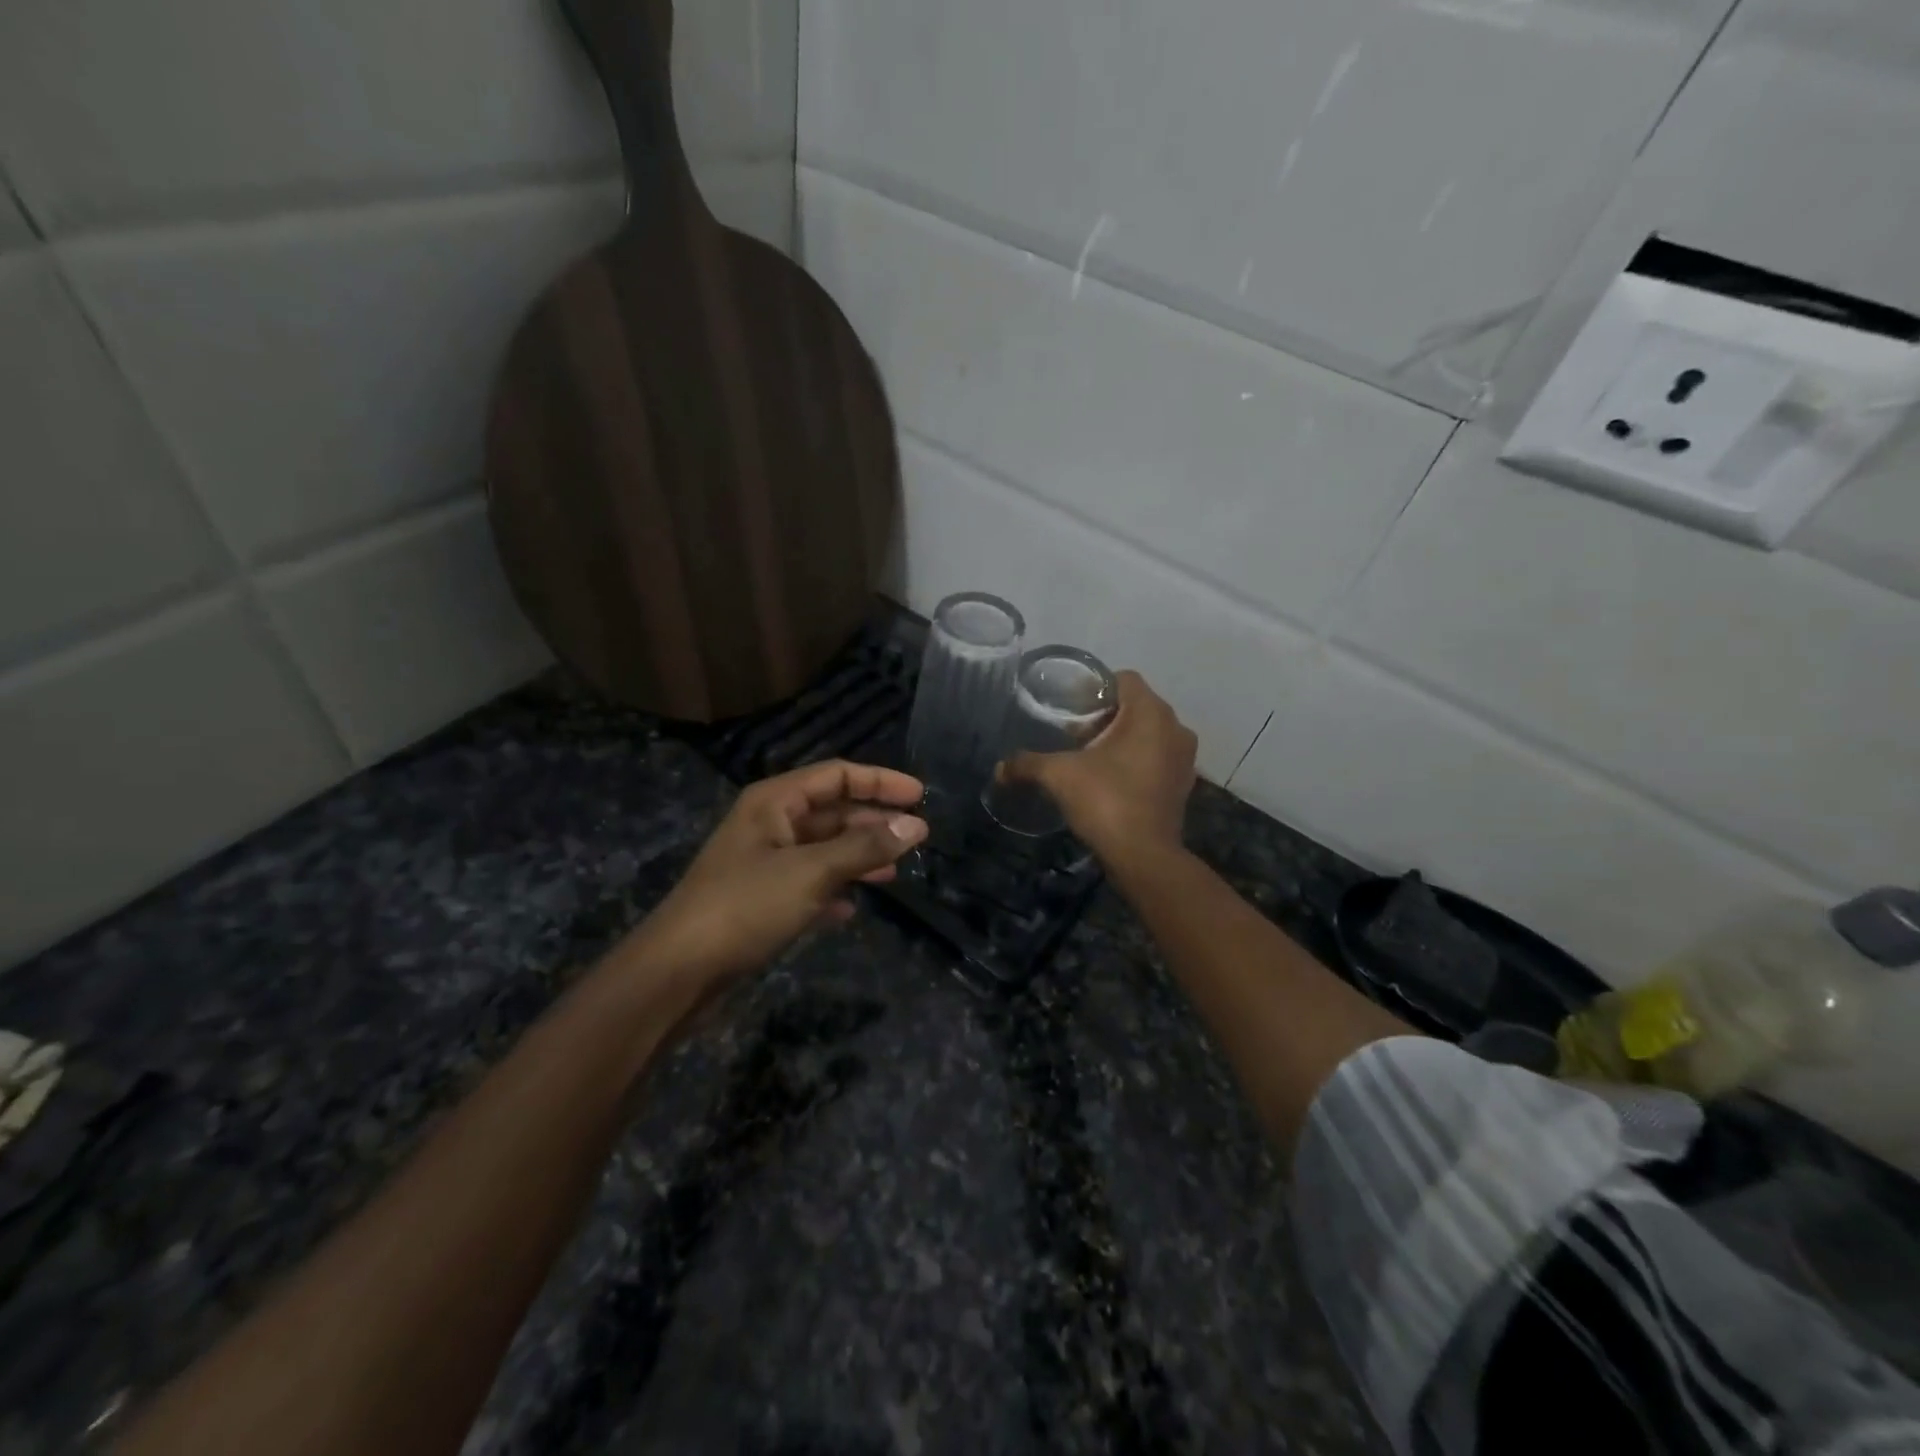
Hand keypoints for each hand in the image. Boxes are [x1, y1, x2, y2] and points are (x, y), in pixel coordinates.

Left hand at [627, 760, 928, 988]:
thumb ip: (865, 848)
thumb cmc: (745, 906)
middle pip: (832, 811)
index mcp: (774, 801)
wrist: (678, 971)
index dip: (880, 781)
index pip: (837, 775)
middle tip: (916, 836)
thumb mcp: (811, 872)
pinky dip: (833, 888)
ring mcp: (764, 862)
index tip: (920, 796)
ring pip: (822, 848)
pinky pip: (808, 882)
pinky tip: (852, 906)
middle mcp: (769, 823)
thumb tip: (915, 826)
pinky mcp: (761, 898)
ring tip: (894, 871)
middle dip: (873, 821)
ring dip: (858, 856)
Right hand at [995, 671, 1196, 861]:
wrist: (1144, 856)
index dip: (1095, 690)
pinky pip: (1157, 757)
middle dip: (1106, 717)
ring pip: (1148, 733)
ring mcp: (1184, 757)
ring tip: (1091, 759)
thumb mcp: (1058, 776)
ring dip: (1122, 740)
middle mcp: (1175, 728)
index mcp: (1150, 713)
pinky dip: (1137, 761)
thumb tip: (999, 768)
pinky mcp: (1183, 783)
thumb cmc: (1105, 801)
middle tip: (1075, 737)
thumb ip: (1027, 764)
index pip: (1124, 679)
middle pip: (1136, 706)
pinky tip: (1112, 781)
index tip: (1071, 710)